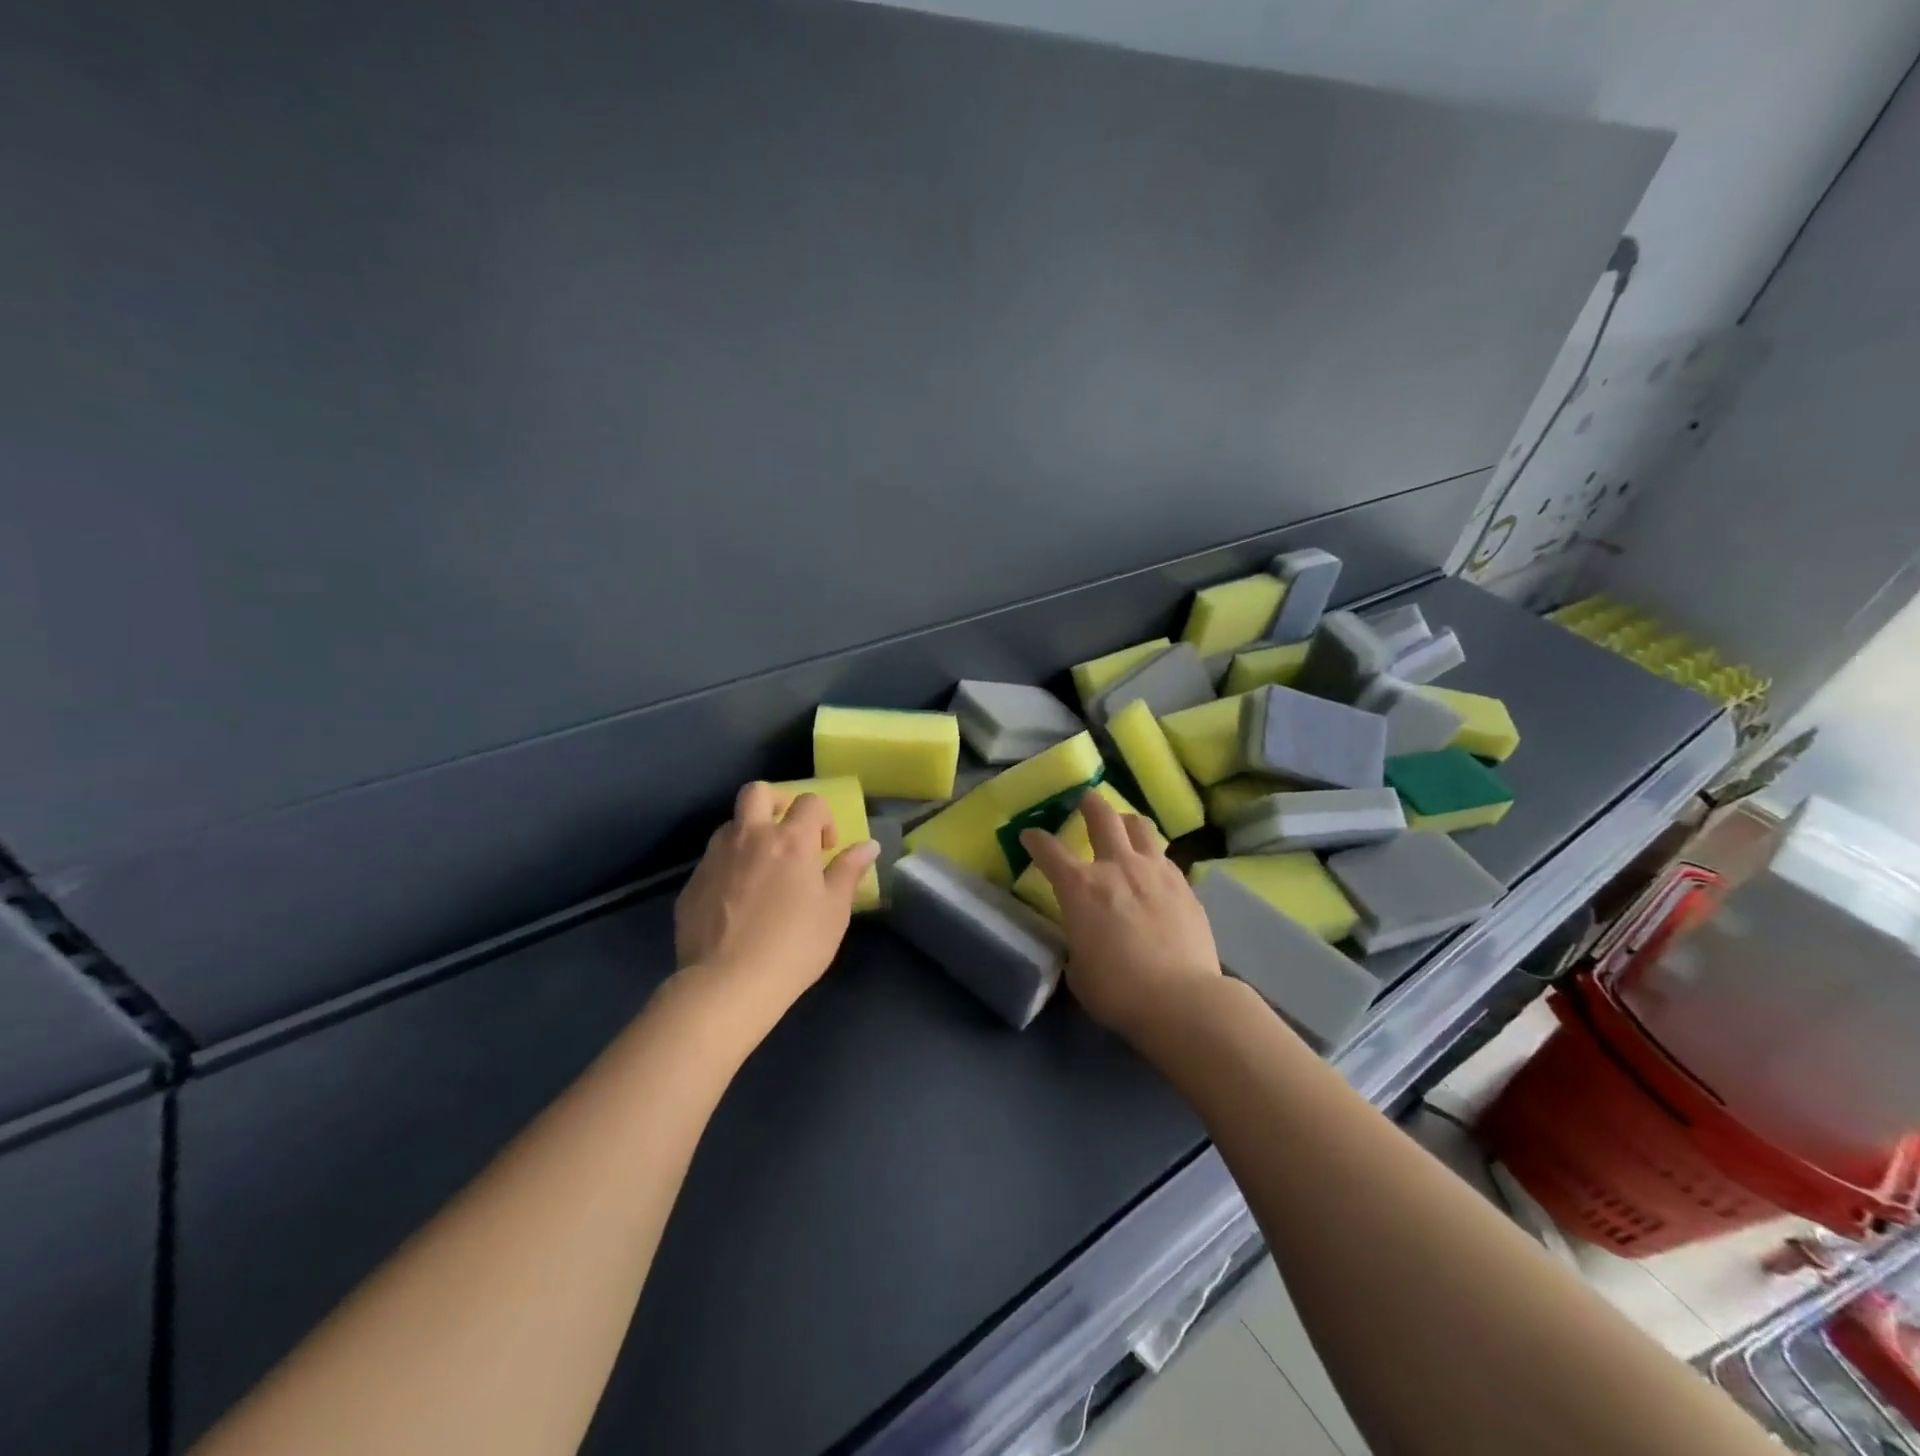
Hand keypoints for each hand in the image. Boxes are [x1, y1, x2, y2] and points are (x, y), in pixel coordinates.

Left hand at [673, 782, 878, 1019]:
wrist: (727, 985)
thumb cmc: (794, 946)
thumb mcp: (834, 911)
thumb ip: (849, 871)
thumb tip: (868, 845)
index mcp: (790, 840)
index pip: (810, 801)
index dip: (823, 818)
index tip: (826, 849)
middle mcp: (749, 837)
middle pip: (757, 792)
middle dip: (776, 802)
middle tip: (787, 834)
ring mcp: (715, 859)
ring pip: (730, 826)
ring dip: (748, 835)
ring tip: (761, 871)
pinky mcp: (691, 885)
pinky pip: (712, 862)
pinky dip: (728, 869)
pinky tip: (736, 903)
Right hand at [1020, 792, 1222, 1040]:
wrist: (1181, 999)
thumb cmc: (1118, 990)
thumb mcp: (1079, 970)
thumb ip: (1078, 942)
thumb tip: (1085, 939)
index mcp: (1080, 887)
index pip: (1049, 851)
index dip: (1035, 840)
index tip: (1030, 834)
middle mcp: (1117, 867)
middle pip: (1102, 816)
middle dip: (1089, 804)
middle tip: (1085, 799)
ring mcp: (1155, 871)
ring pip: (1140, 827)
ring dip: (1127, 821)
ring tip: (1124, 825)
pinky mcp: (1185, 886)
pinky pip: (1165, 857)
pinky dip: (1153, 855)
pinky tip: (1154, 868)